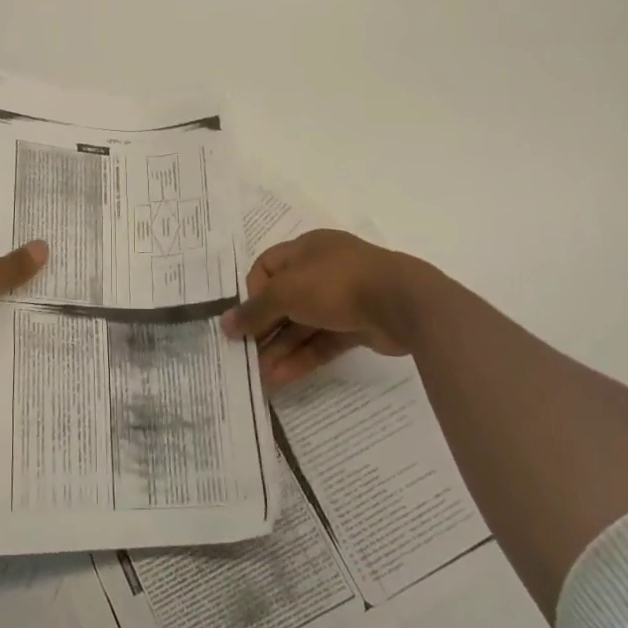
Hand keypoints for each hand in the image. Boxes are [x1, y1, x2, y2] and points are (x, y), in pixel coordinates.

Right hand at [222, 229, 432, 386]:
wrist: (402, 304)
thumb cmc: (336, 283)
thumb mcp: (287, 291)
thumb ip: (255, 310)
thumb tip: (225, 323)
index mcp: (306, 249)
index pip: (267, 267)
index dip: (252, 292)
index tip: (243, 318)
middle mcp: (322, 270)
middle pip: (284, 300)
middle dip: (264, 328)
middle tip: (245, 355)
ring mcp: (342, 299)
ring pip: (303, 325)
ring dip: (280, 349)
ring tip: (259, 376)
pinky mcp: (358, 327)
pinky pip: (322, 343)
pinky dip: (302, 359)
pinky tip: (280, 378)